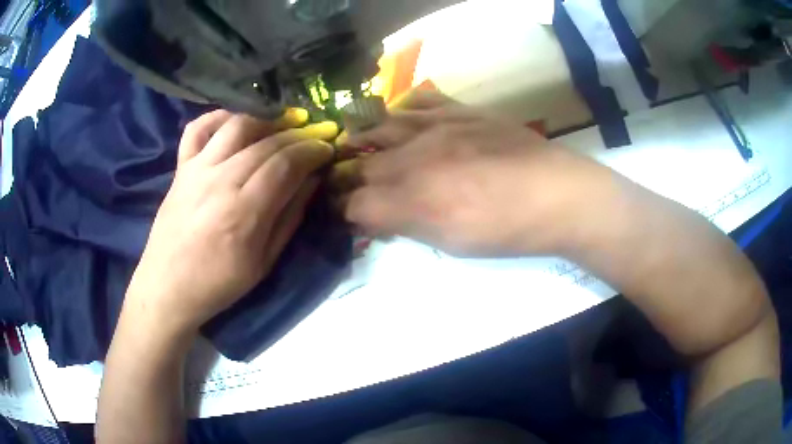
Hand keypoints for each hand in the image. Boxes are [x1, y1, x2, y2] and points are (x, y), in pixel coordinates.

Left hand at [125, 109, 338, 333]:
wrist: (167, 287)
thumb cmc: (218, 283)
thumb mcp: (263, 263)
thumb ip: (289, 218)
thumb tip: (311, 182)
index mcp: (244, 213)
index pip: (286, 164)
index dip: (312, 151)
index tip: (326, 150)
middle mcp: (220, 181)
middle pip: (266, 142)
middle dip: (297, 135)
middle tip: (311, 140)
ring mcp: (197, 170)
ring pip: (236, 125)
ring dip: (264, 121)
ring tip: (278, 130)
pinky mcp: (181, 168)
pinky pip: (198, 128)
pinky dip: (218, 117)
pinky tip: (234, 124)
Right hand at [341, 92, 604, 256]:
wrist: (559, 194)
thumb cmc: (508, 230)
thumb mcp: (454, 244)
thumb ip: (410, 227)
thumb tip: (380, 218)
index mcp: (416, 201)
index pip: (357, 203)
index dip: (347, 211)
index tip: (351, 215)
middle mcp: (417, 158)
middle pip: (364, 166)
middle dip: (351, 179)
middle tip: (353, 185)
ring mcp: (438, 126)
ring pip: (381, 126)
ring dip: (364, 139)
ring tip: (356, 144)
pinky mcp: (461, 110)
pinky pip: (420, 99)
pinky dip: (403, 108)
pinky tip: (401, 117)